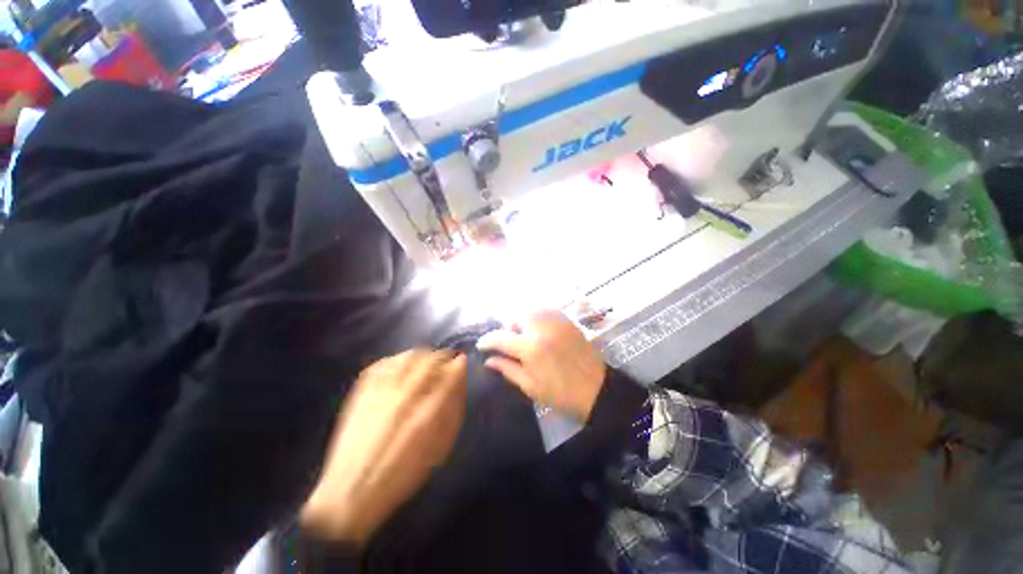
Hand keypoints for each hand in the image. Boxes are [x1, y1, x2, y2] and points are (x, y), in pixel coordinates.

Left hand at [300, 350, 467, 545]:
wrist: (353, 489)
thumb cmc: (406, 471)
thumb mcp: (442, 443)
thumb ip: (454, 407)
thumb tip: (460, 379)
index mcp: (432, 408)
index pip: (454, 369)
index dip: (460, 363)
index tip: (461, 364)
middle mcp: (410, 391)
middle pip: (434, 357)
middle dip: (444, 357)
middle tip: (446, 363)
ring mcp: (384, 387)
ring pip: (412, 354)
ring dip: (424, 356)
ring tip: (426, 364)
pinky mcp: (364, 388)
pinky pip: (388, 361)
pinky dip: (401, 359)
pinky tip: (403, 367)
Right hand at [477, 310, 605, 421]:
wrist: (596, 389)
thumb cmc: (560, 393)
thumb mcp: (530, 386)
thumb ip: (507, 369)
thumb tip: (488, 360)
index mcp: (530, 348)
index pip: (500, 337)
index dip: (487, 341)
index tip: (481, 346)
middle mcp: (541, 328)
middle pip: (516, 316)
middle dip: (508, 328)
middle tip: (511, 343)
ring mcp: (556, 321)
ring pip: (531, 309)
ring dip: (523, 320)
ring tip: (526, 335)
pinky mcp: (567, 321)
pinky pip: (547, 310)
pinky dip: (538, 316)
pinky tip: (541, 330)